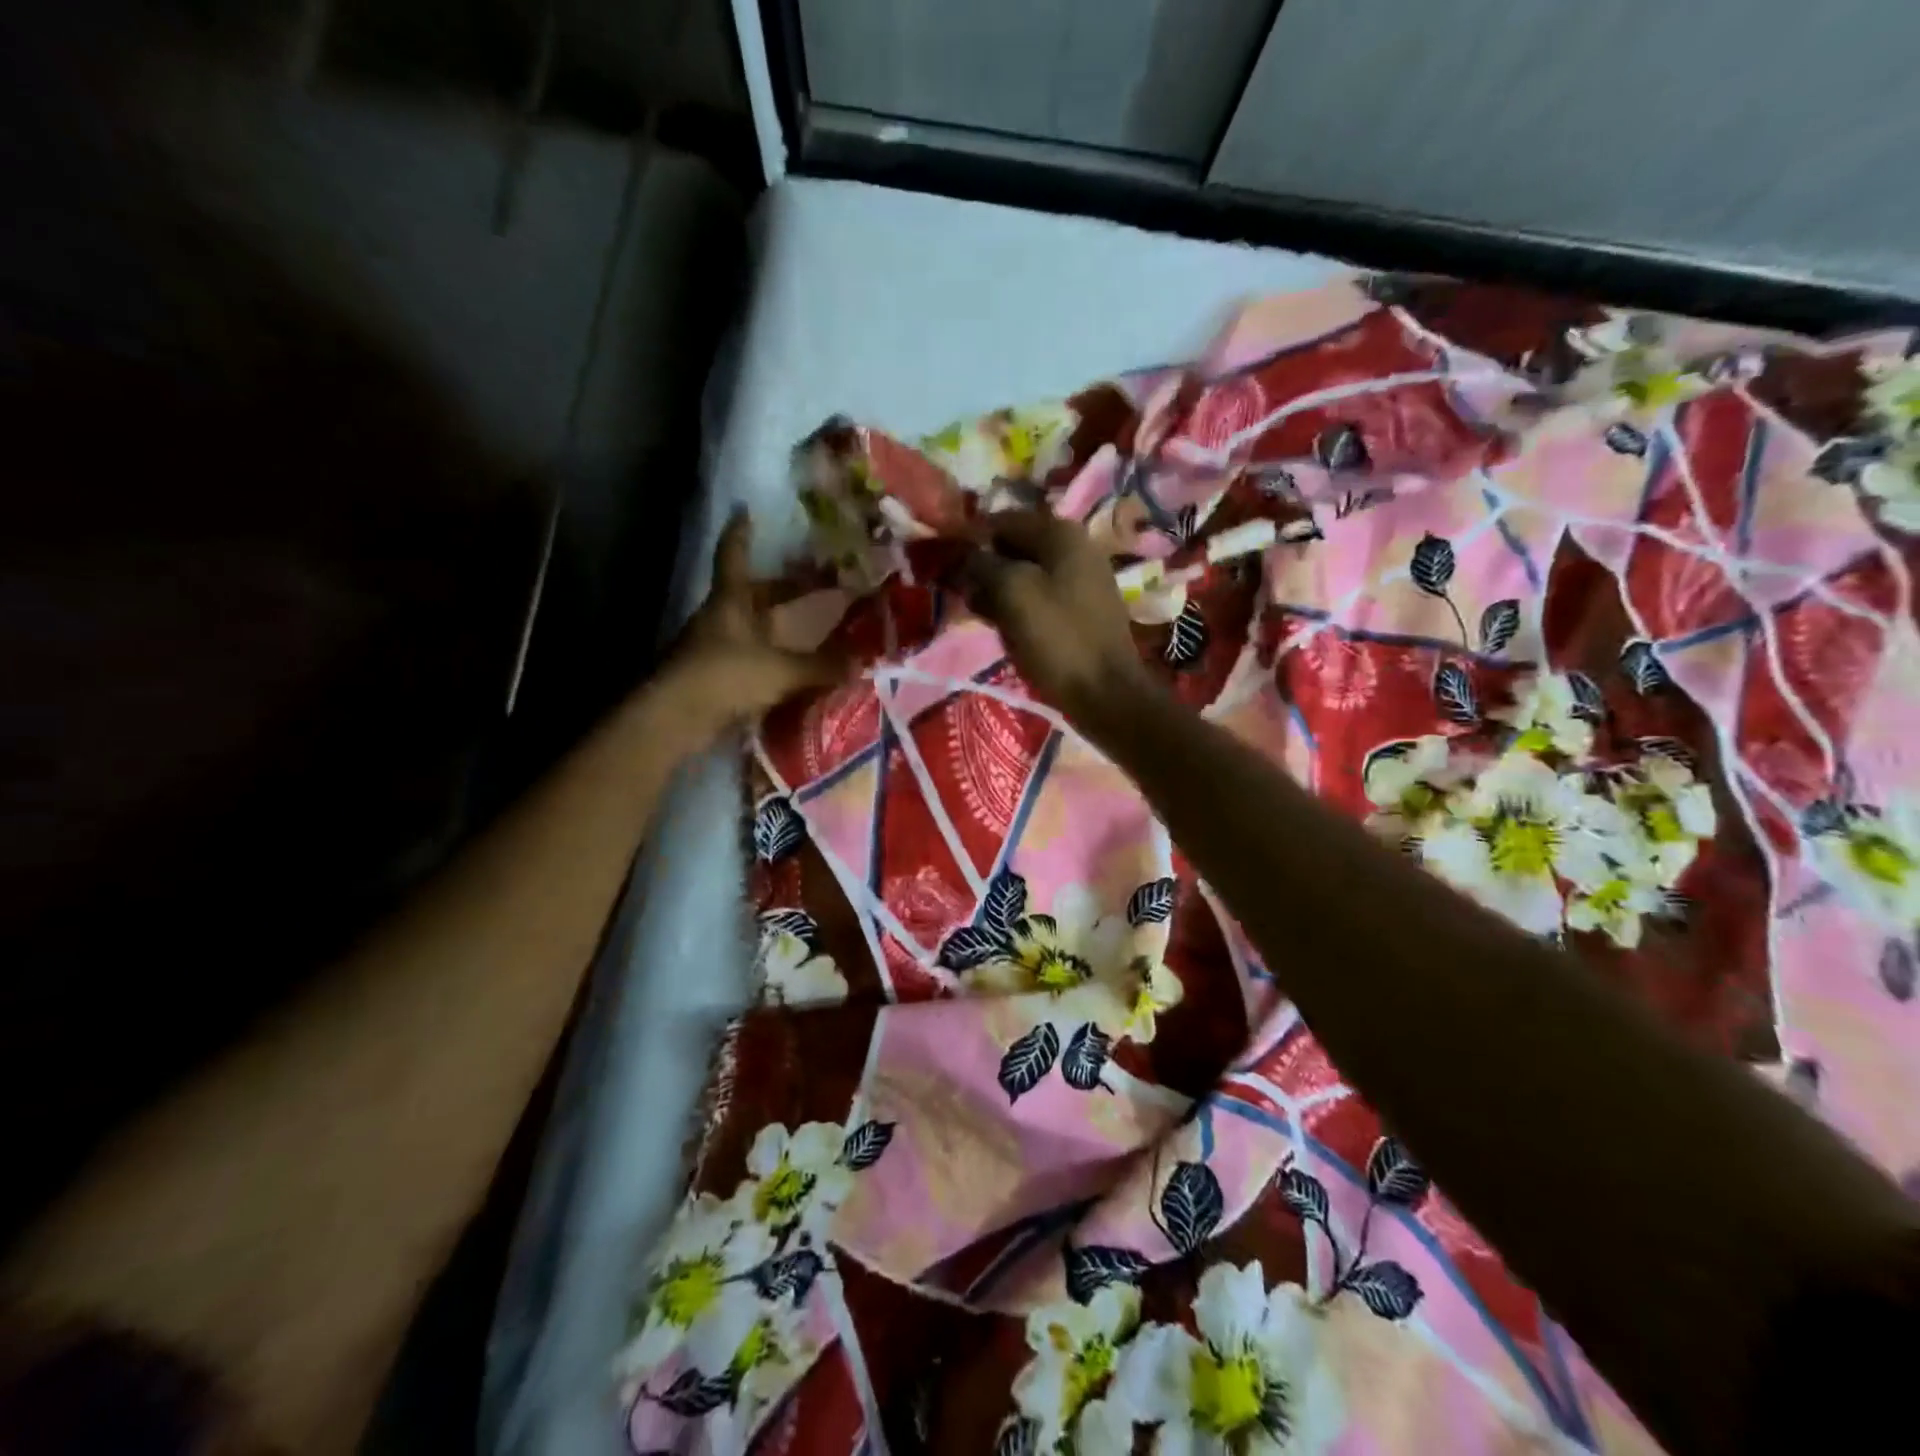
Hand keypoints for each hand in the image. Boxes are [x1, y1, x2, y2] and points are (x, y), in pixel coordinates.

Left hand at [660, 509, 842, 734]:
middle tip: (817, 584)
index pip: (734, 555)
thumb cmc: (726, 676)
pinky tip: (796, 668)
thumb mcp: (782, 669)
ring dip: (781, 627)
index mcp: (731, 601)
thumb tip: (859, 662)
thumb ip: (821, 666)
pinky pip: (754, 659)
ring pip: (755, 628)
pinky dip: (775, 659)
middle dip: (784, 588)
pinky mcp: (718, 678)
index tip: (746, 510)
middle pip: (754, 594)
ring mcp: (717, 648)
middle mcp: (722, 618)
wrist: (677, 719)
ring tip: (814, 628)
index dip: (741, 533)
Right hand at [961, 509, 1153, 729]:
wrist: (1106, 693)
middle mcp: (1074, 548)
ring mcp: (1080, 580)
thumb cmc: (1058, 638)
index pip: (1002, 520)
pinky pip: (1038, 598)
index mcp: (1061, 533)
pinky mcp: (1079, 610)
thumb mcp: (1013, 593)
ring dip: (997, 591)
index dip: (970, 538)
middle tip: (958, 593)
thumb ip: (983, 564)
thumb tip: (964, 555)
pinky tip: (1002, 628)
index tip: (944, 563)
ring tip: (977, 613)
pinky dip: (1016, 608)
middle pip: (1013, 547)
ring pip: (1024, 575)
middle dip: (983, 567)